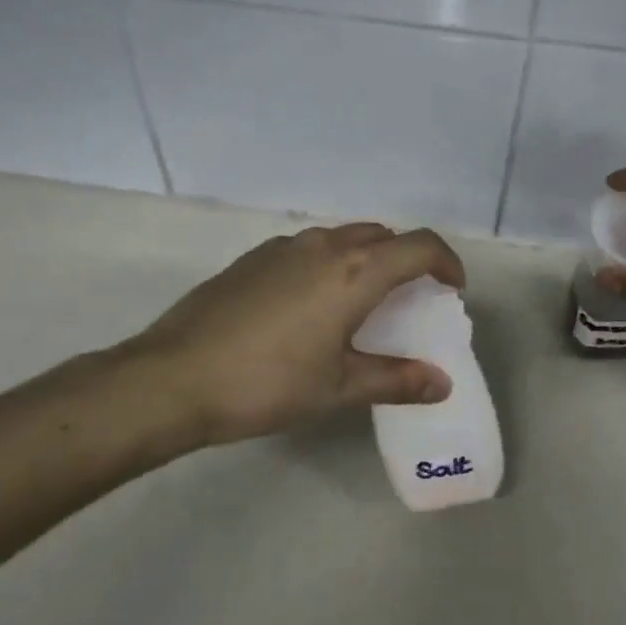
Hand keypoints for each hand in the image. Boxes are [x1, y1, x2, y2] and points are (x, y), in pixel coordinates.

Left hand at [126, 223, 465, 447]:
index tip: (452, 290)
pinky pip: (309, 249)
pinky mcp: (253, 258)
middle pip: (383, 237)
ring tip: (362, 302)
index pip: (420, 246)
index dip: (446, 263)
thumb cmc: (267, 384)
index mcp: (355, 271)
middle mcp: (324, 246)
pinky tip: (310, 306)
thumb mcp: (338, 388)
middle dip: (407, 260)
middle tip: (410, 299)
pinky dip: (329, 264)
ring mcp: (284, 248)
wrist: (173, 377)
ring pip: (344, 238)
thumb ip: (395, 379)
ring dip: (366, 259)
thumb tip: (441, 383)